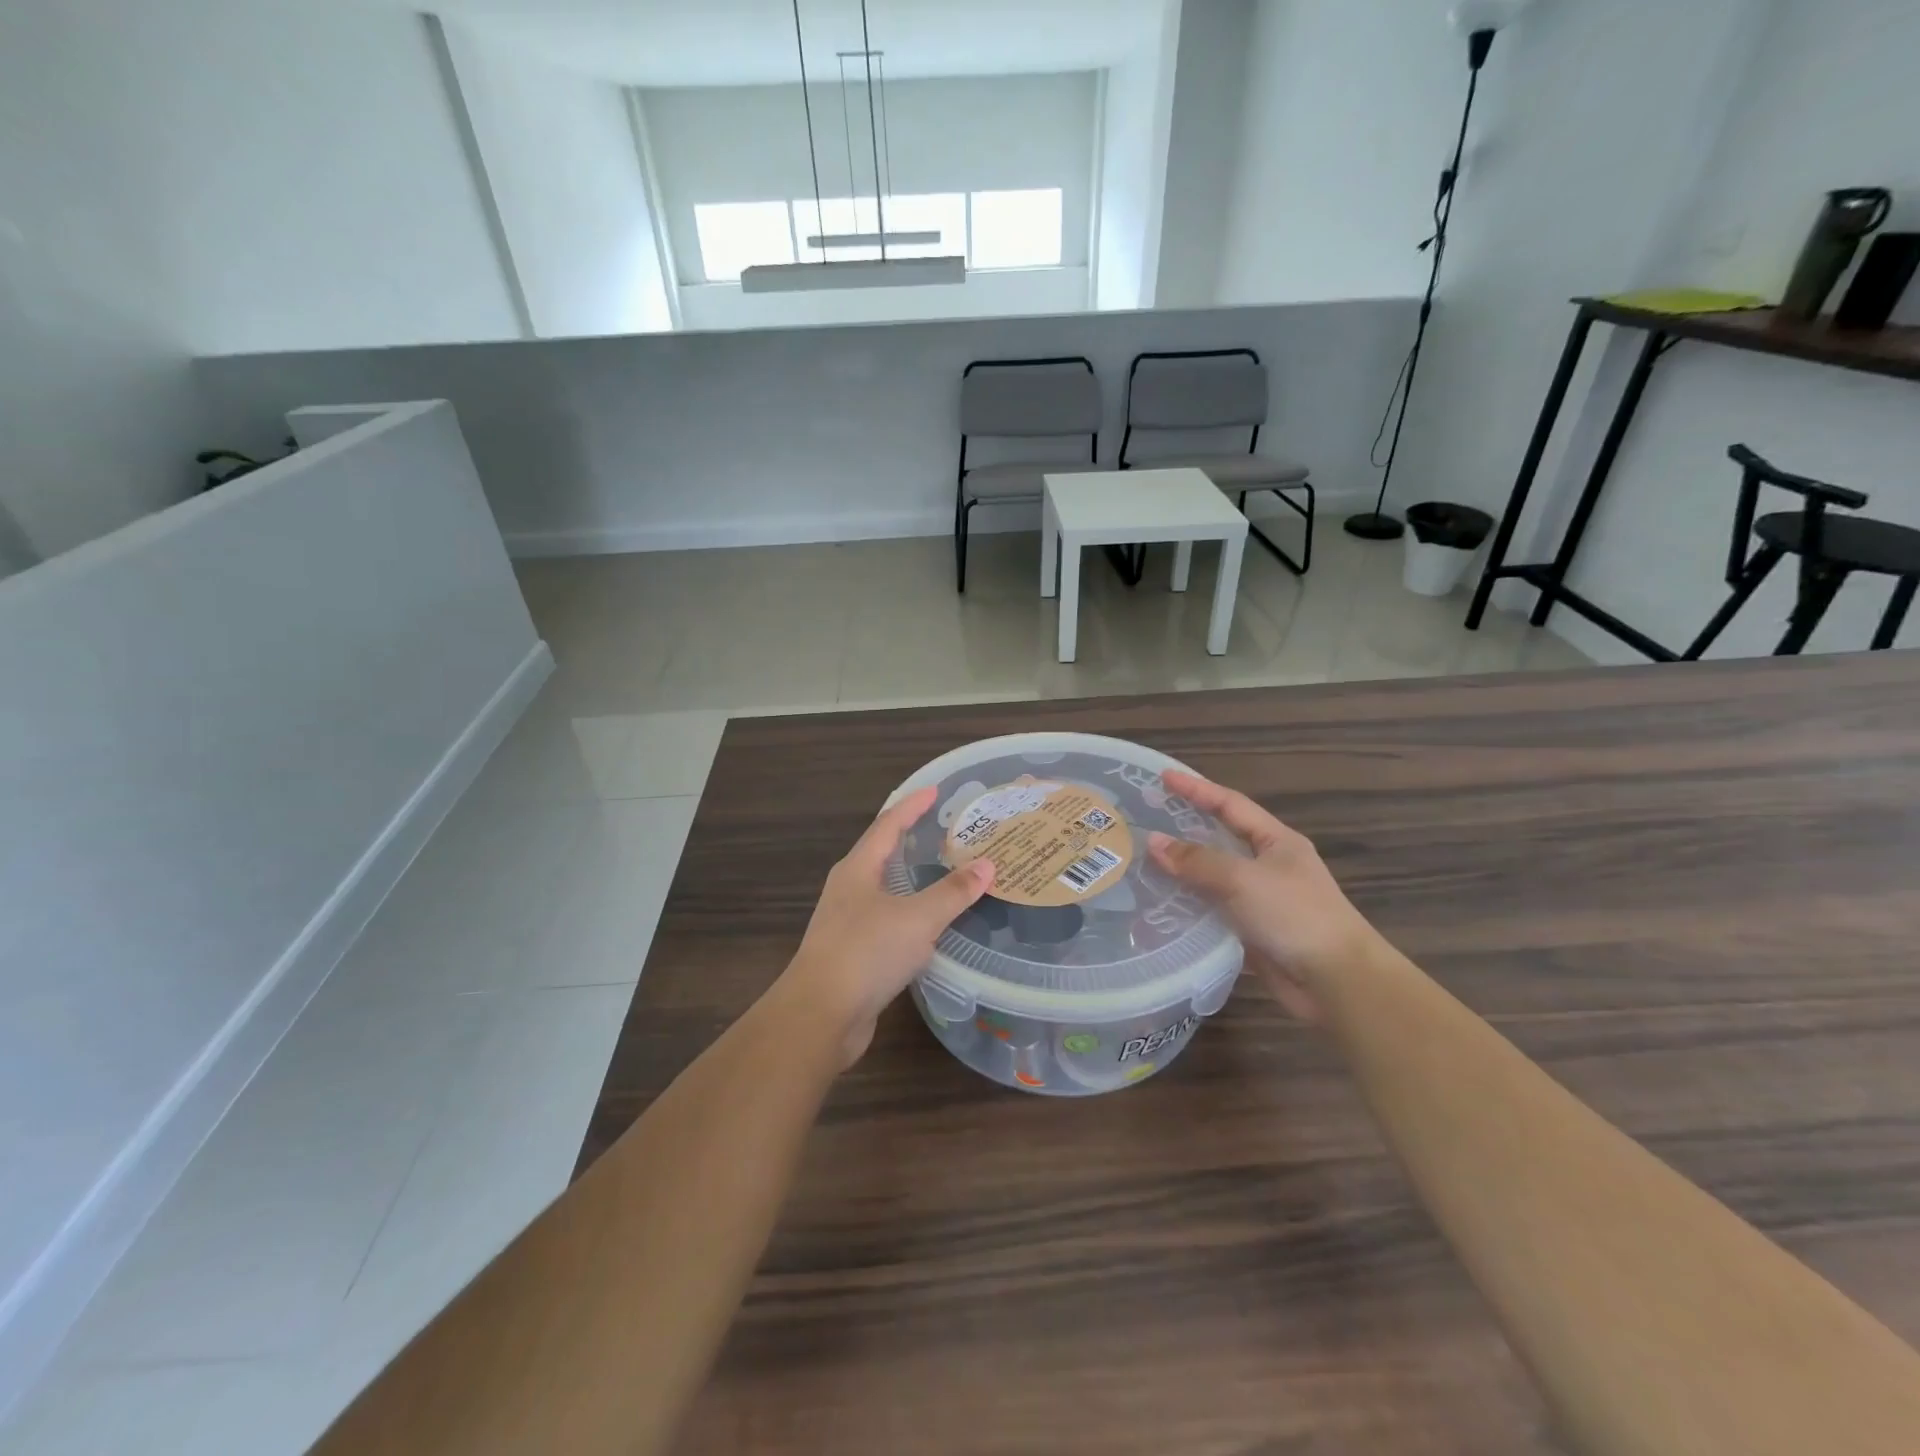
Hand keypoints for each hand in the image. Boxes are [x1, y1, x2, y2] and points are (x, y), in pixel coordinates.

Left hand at [776, 785, 994, 1066]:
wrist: (820, 1015)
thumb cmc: (866, 953)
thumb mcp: (917, 918)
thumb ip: (953, 892)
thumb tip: (987, 865)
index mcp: (858, 869)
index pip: (888, 825)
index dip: (912, 806)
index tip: (934, 790)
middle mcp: (849, 889)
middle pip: (882, 853)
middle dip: (910, 838)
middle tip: (944, 830)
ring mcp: (848, 921)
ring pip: (885, 889)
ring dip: (911, 878)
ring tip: (942, 871)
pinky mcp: (853, 952)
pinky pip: (888, 920)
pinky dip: (910, 912)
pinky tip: (929, 924)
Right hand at [1147, 770, 1378, 1021]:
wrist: (1336, 981)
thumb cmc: (1295, 915)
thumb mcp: (1243, 879)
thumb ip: (1197, 861)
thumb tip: (1153, 842)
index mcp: (1276, 841)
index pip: (1230, 804)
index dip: (1197, 789)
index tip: (1163, 777)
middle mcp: (1269, 865)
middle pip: (1220, 838)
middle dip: (1185, 828)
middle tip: (1147, 818)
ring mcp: (1261, 900)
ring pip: (1213, 877)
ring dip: (1182, 871)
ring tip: (1143, 861)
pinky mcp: (1253, 931)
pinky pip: (1214, 911)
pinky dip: (1189, 906)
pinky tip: (1161, 906)